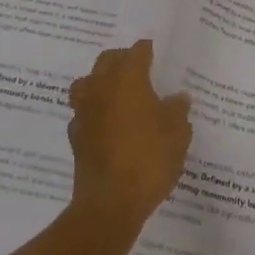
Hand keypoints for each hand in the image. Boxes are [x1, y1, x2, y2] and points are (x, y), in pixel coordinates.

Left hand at [67, 40, 192, 229]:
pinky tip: (107, 124)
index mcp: (128, 78)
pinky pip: (84, 112)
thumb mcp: (177, 133)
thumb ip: (178, 110)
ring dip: (101, 82)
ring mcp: (84, 110)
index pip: (137, 51)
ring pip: (88, 82)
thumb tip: (179, 97)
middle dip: (122, 60)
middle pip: (108, 60)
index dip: (147, 51)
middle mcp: (101, 86)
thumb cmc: (149, 159)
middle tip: (139, 69)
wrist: (110, 203)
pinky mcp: (75, 135)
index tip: (156, 54)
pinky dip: (94, 111)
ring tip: (119, 94)